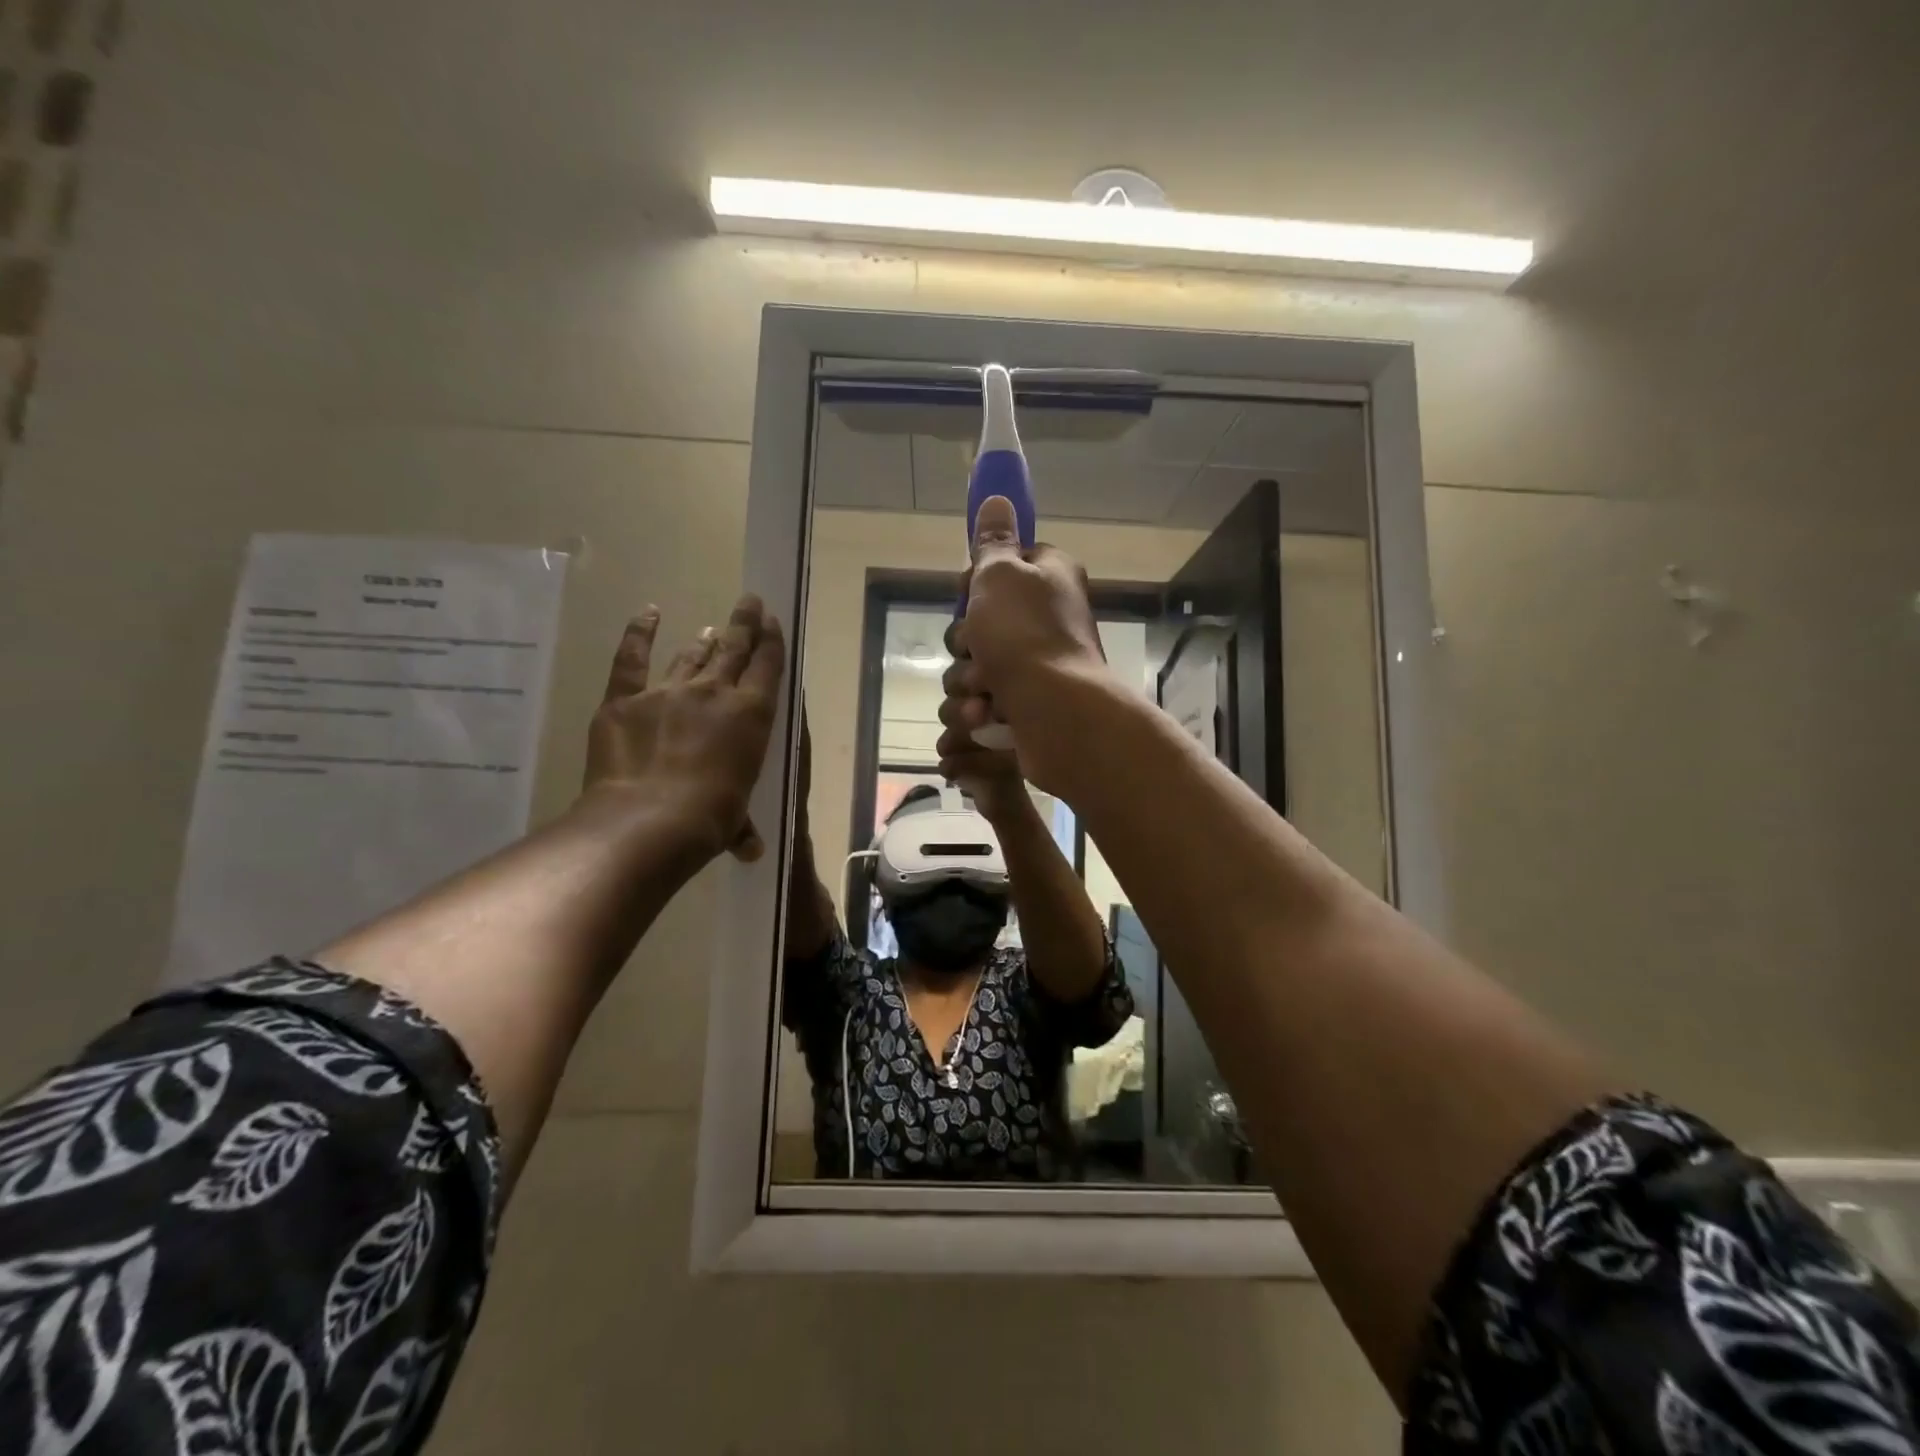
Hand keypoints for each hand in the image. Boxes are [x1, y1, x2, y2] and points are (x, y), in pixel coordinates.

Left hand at [584, 595, 785, 863]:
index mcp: (751, 715)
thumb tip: (751, 849)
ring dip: (704, 640)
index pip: (767, 667)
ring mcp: (667, 691)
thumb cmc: (708, 820)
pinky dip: (639, 633)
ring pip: (691, 656)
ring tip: (711, 627)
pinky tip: (648, 614)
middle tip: (751, 602)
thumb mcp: (733, 821)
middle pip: (734, 648)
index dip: (771, 641)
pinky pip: (632, 658)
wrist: (649, 818)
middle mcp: (714, 693)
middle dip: (744, 623)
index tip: (772, 621)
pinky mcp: (625, 699)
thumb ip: (741, 826)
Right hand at [937, 496, 1107, 792]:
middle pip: (978, 622)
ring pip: (971, 667)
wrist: (1058, 715)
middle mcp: (1045, 619)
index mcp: (1049, 578)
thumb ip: (993, 542)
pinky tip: (986, 716)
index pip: (1004, 566)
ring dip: (967, 680)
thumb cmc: (1026, 636)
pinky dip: (975, 711)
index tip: (969, 591)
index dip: (977, 581)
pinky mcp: (1023, 707)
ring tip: (984, 692)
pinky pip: (978, 704)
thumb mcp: (1002, 575)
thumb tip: (998, 498)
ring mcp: (1034, 667)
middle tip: (977, 646)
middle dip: (965, 641)